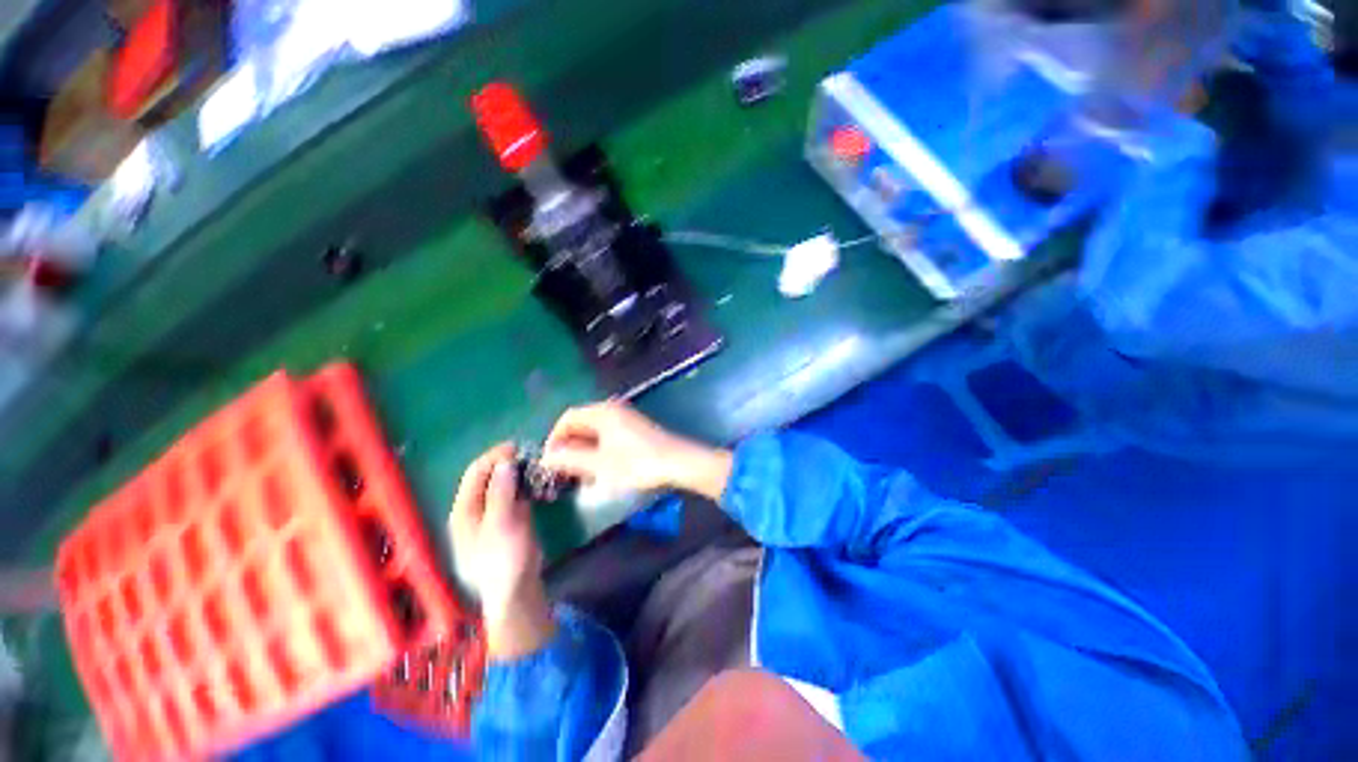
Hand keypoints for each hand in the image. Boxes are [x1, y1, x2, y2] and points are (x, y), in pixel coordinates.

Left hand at [449, 444, 554, 659]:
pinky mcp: (508, 521)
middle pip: (488, 477)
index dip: (494, 456)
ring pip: (503, 485)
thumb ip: (501, 492)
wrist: (516, 590)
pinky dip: (525, 486)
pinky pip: (514, 496)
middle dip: (507, 463)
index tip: (517, 446)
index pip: (475, 472)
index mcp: (464, 510)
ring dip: (518, 473)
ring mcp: (492, 515)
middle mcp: (474, 509)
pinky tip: (538, 484)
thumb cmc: (504, 558)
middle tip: (531, 455)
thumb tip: (505, 462)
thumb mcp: (502, 524)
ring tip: (537, 466)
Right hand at [541, 402, 733, 500]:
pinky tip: (600, 469)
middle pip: (581, 423)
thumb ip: (570, 460)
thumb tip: (547, 458)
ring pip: (594, 431)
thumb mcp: (599, 465)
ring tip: (580, 474)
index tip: (549, 462)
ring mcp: (625, 418)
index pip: (567, 418)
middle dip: (569, 446)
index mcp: (601, 412)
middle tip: (563, 471)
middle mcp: (612, 409)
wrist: (677, 462)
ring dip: (583, 450)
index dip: (554, 439)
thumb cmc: (637, 463)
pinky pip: (608, 436)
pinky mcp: (635, 429)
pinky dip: (598, 450)